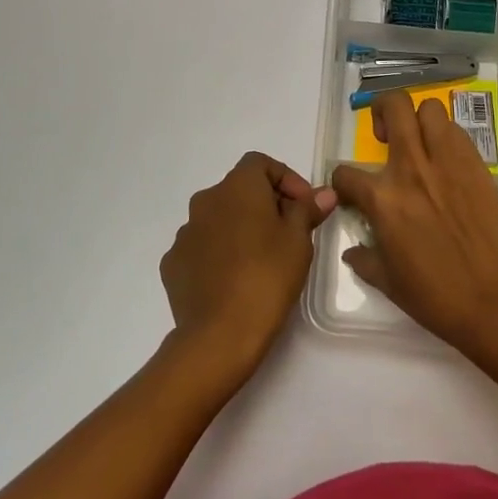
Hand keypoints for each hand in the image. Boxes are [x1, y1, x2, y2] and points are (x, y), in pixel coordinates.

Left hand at [160, 152, 335, 381]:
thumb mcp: (298, 240)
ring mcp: (185, 232)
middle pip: (239, 190)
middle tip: (288, 234)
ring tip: (262, 260)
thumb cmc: (267, 277)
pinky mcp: (173, 263)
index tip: (303, 206)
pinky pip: (202, 247)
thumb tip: (324, 193)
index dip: (286, 179)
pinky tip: (234, 279)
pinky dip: (219, 253)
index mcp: (237, 187)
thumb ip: (308, 209)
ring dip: (240, 229)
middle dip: (265, 205)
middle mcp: (206, 200)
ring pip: (219, 219)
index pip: (260, 163)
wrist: (219, 334)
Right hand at [332, 91, 497, 352]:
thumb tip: (353, 251)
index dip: (342, 183)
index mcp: (383, 199)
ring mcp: (447, 162)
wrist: (489, 300)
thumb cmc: (433, 295)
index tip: (350, 193)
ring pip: (430, 108)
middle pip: (394, 107)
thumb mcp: (386, 281)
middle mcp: (412, 169)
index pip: (345, 173)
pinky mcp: (476, 166)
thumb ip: (364, 258)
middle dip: (381, 110)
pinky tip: (446, 161)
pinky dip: (446, 138)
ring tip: (419, 140)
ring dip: (418, 119)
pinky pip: (458, 133)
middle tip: (383, 134)